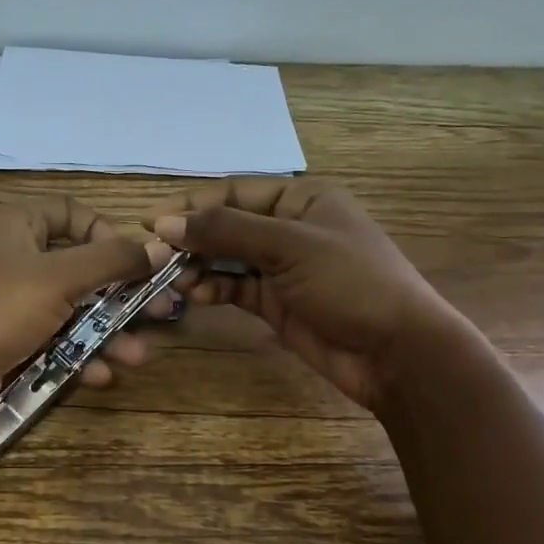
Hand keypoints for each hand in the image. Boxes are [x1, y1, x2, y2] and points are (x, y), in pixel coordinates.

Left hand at [0, 196, 174, 435]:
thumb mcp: (57, 277)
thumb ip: (112, 260)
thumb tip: (160, 246)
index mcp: (16, 228)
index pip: (69, 213)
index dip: (104, 231)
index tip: (133, 260)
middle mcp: (13, 261)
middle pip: (79, 269)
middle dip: (120, 295)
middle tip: (160, 314)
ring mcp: (9, 308)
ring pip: (71, 312)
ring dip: (107, 334)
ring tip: (137, 357)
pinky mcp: (8, 347)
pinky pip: (54, 344)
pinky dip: (79, 357)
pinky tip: (102, 375)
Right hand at [149, 178, 458, 410]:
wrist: (395, 352)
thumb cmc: (350, 282)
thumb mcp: (289, 246)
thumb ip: (226, 231)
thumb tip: (165, 222)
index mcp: (302, 197)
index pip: (234, 191)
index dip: (190, 204)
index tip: (148, 219)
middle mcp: (289, 227)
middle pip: (227, 224)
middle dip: (192, 238)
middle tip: (155, 256)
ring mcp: (282, 267)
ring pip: (226, 257)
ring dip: (199, 266)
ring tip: (175, 280)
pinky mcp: (276, 302)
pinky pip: (235, 287)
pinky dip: (214, 288)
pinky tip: (196, 295)